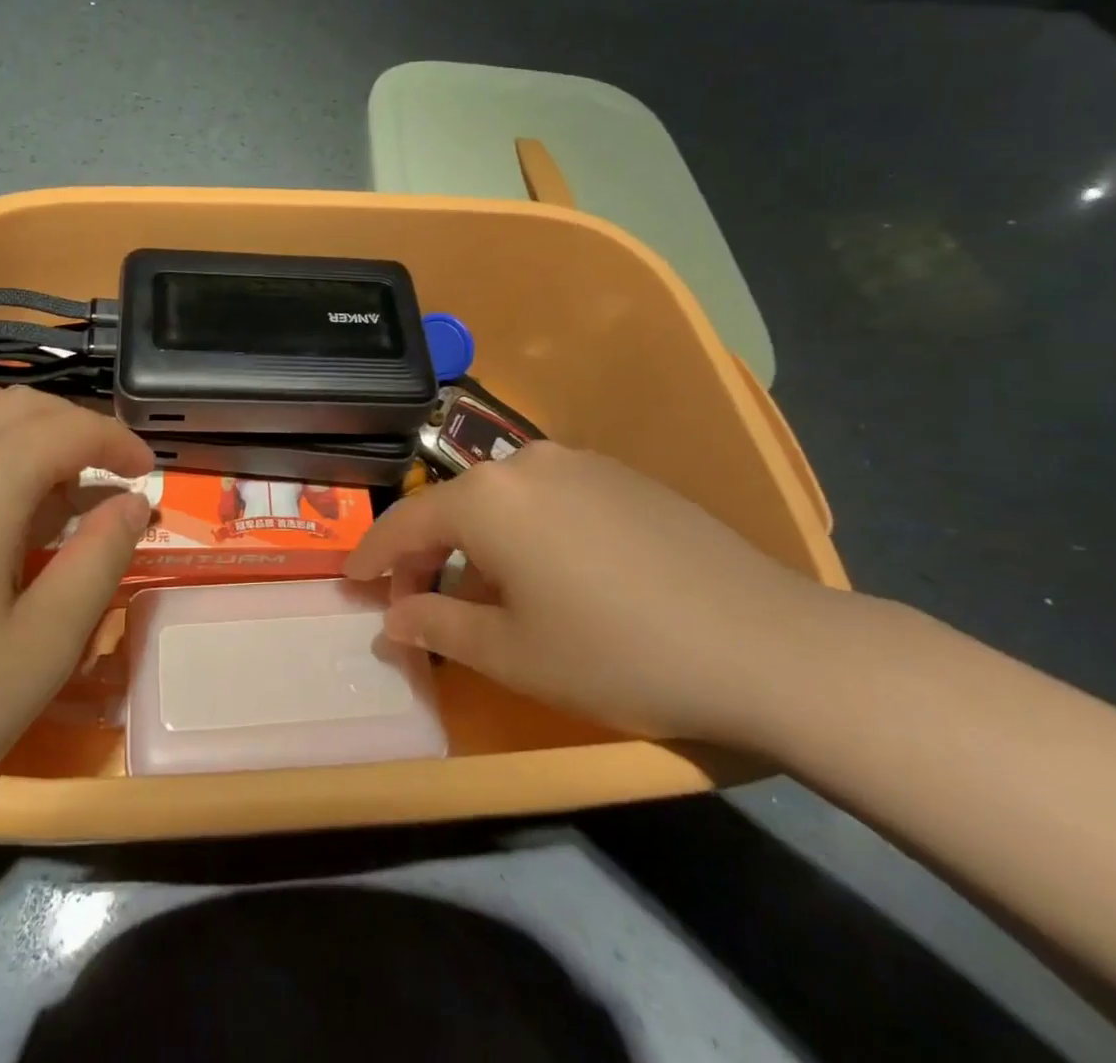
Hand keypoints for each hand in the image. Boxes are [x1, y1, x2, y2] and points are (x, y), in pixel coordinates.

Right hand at [344, 442, 847, 745]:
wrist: (765, 643)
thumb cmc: (616, 652)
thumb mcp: (512, 654)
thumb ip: (437, 626)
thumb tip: (391, 620)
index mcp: (486, 498)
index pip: (408, 523)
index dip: (374, 555)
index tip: (350, 580)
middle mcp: (523, 463)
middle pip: (453, 508)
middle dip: (427, 555)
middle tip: (416, 602)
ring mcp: (577, 462)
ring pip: (500, 501)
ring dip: (477, 543)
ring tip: (485, 595)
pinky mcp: (620, 474)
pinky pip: (546, 498)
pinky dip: (524, 531)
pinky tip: (547, 573)